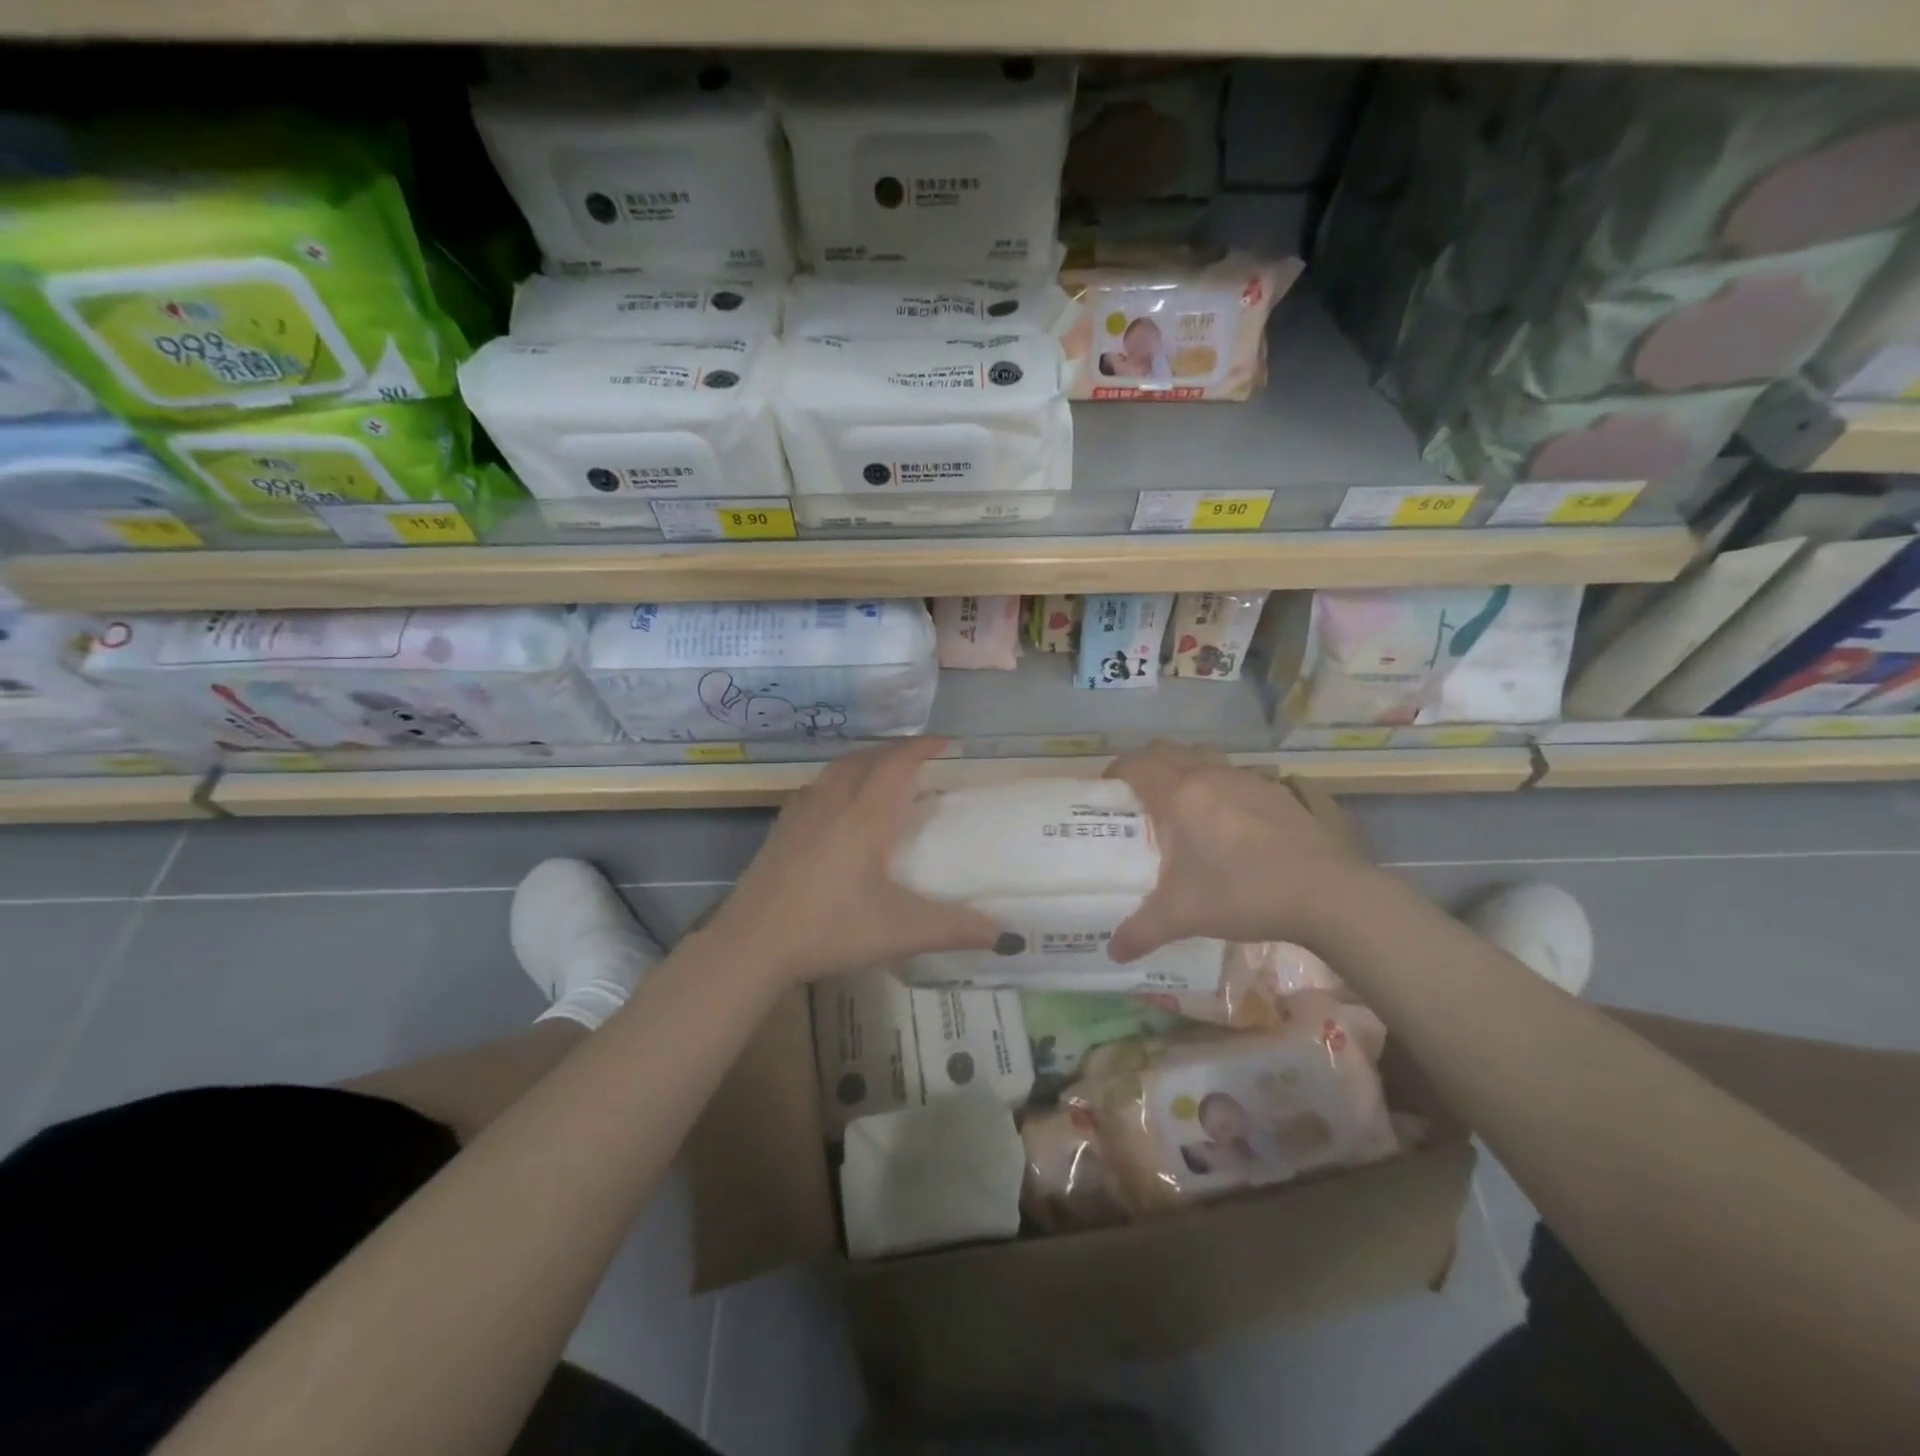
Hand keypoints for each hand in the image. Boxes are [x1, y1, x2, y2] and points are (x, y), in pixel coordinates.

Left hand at [703, 738, 999, 983]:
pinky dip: (837, 780)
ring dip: (865, 761)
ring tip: (882, 774)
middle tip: (920, 760)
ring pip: (837, 769)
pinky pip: (816, 787)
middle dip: (896, 751)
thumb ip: (955, 929)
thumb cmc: (830, 928)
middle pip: (866, 758)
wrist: (751, 944)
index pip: (897, 763)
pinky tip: (837, 805)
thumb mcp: (901, 931)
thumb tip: (1007, 935)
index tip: (946, 743)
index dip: (922, 747)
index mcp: (865, 816)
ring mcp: (801, 813)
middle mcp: (833, 803)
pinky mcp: (780, 829)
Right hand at [1104, 742, 1372, 961]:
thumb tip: (1113, 952)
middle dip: (1146, 765)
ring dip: (1184, 769)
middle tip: (1137, 796)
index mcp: (1179, 795)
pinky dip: (1219, 785)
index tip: (1106, 791)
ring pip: (1204, 757)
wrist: (1328, 893)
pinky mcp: (1277, 792)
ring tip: (1181, 805)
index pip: (1137, 764)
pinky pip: (1235, 775)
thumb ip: (1142, 931)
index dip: (1116, 771)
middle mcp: (1210, 776)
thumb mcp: (1183, 916)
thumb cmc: (1243, 893)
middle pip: (1167, 750)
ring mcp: (1248, 779)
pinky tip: (1228, 821)